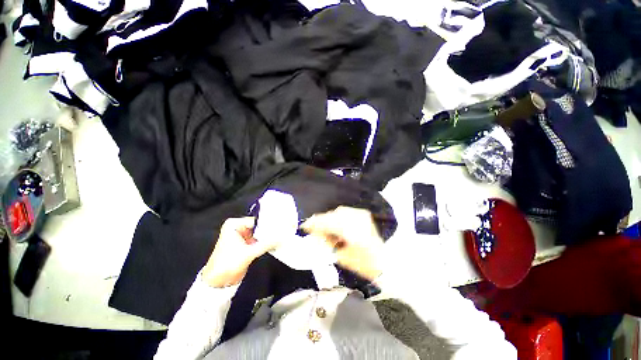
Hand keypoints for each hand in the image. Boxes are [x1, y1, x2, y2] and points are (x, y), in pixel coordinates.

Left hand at [201, 217, 276, 287]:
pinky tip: (275, 243)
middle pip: (258, 227)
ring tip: (280, 238)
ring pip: (259, 234)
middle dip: (269, 231)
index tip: (279, 227)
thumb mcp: (249, 253)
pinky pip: (258, 240)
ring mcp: (242, 236)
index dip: (268, 224)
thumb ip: (266, 244)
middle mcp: (237, 228)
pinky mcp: (245, 245)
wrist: (218, 282)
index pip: (256, 220)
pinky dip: (265, 243)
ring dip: (268, 238)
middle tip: (281, 232)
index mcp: (234, 225)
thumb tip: (280, 238)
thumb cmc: (227, 264)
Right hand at [301, 206, 383, 280]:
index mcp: (353, 230)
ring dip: (330, 219)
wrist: (385, 262)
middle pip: (333, 215)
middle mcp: (358, 219)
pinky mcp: (363, 215)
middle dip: (321, 221)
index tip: (304, 226)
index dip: (315, 223)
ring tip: (325, 229)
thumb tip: (315, 234)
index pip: (329, 222)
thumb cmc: (363, 264)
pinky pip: (345, 213)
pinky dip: (338, 218)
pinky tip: (335, 226)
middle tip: (313, 228)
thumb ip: (327, 243)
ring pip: (338, 212)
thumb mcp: (341, 256)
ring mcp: (362, 215)